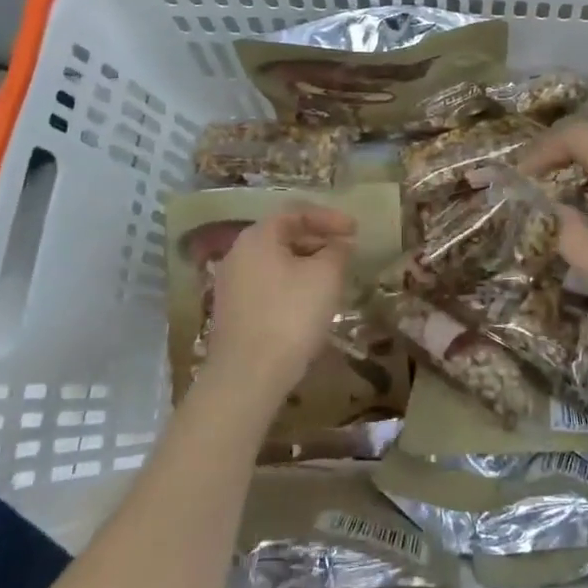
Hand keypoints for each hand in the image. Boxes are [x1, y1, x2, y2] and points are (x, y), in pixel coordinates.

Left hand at [203, 204, 355, 407]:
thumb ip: (337, 251)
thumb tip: (341, 243)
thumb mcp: (325, 276)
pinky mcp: (234, 311)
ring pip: (277, 262)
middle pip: (284, 235)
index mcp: (258, 237)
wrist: (248, 376)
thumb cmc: (290, 315)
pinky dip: (293, 283)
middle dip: (319, 240)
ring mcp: (232, 284)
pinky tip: (311, 302)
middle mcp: (239, 254)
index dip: (329, 217)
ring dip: (307, 263)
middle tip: (347, 251)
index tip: (355, 230)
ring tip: (334, 276)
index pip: (296, 212)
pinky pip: (269, 284)